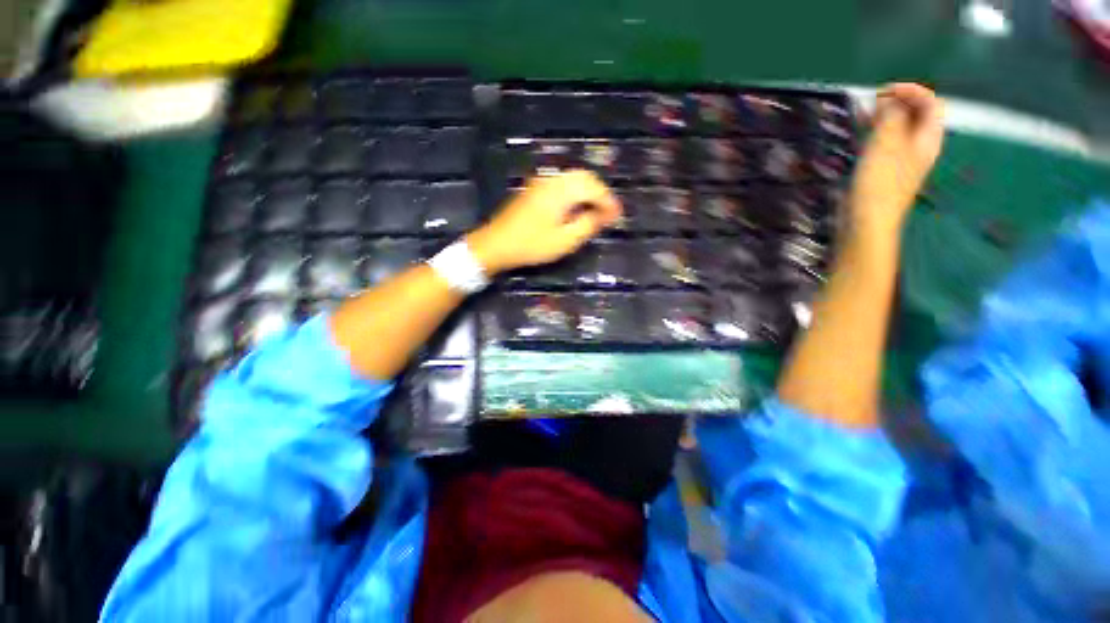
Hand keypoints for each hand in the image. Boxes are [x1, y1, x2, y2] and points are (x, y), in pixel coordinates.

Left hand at [466, 170, 622, 273]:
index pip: (593, 188)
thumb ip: (587, 225)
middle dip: (600, 193)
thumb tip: (603, 215)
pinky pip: (562, 183)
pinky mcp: (534, 188)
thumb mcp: (564, 241)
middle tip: (608, 213)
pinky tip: (576, 207)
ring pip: (573, 178)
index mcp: (561, 190)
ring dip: (588, 191)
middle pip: (584, 177)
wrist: (497, 244)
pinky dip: (574, 192)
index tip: (618, 216)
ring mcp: (541, 182)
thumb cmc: (532, 245)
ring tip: (595, 211)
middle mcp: (552, 180)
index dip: (609, 201)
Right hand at [849, 83, 944, 238]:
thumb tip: (891, 101)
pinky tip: (861, 138)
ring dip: (884, 119)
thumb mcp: (886, 145)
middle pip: (917, 115)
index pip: (931, 103)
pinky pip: (886, 145)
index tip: (883, 92)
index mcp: (928, 139)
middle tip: (871, 103)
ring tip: (862, 116)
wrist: (867, 222)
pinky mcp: (886, 172)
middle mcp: (920, 147)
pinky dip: (876, 135)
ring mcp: (903, 161)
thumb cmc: (879, 183)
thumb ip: (891, 118)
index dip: (912, 91)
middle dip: (897, 103)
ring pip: (900, 130)